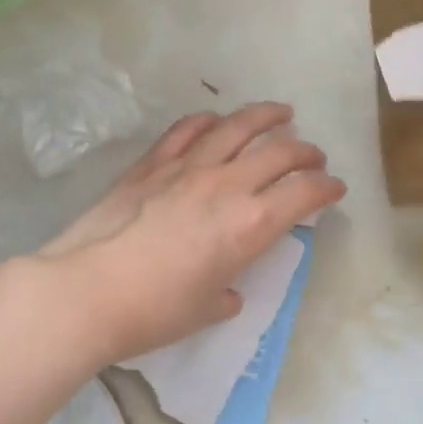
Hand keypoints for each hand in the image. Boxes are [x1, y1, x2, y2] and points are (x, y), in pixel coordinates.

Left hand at [35, 103, 345, 363]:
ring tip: (280, 112)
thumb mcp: (205, 310)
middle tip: (314, 155)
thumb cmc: (154, 311)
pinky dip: (206, 121)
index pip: (303, 194)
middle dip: (305, 150)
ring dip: (265, 116)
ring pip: (236, 127)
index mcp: (250, 225)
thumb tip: (227, 288)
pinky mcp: (152, 162)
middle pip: (278, 152)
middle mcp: (226, 185)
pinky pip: (186, 130)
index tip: (334, 188)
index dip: (326, 188)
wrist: (88, 290)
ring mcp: (187, 167)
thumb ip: (225, 292)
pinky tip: (215, 119)